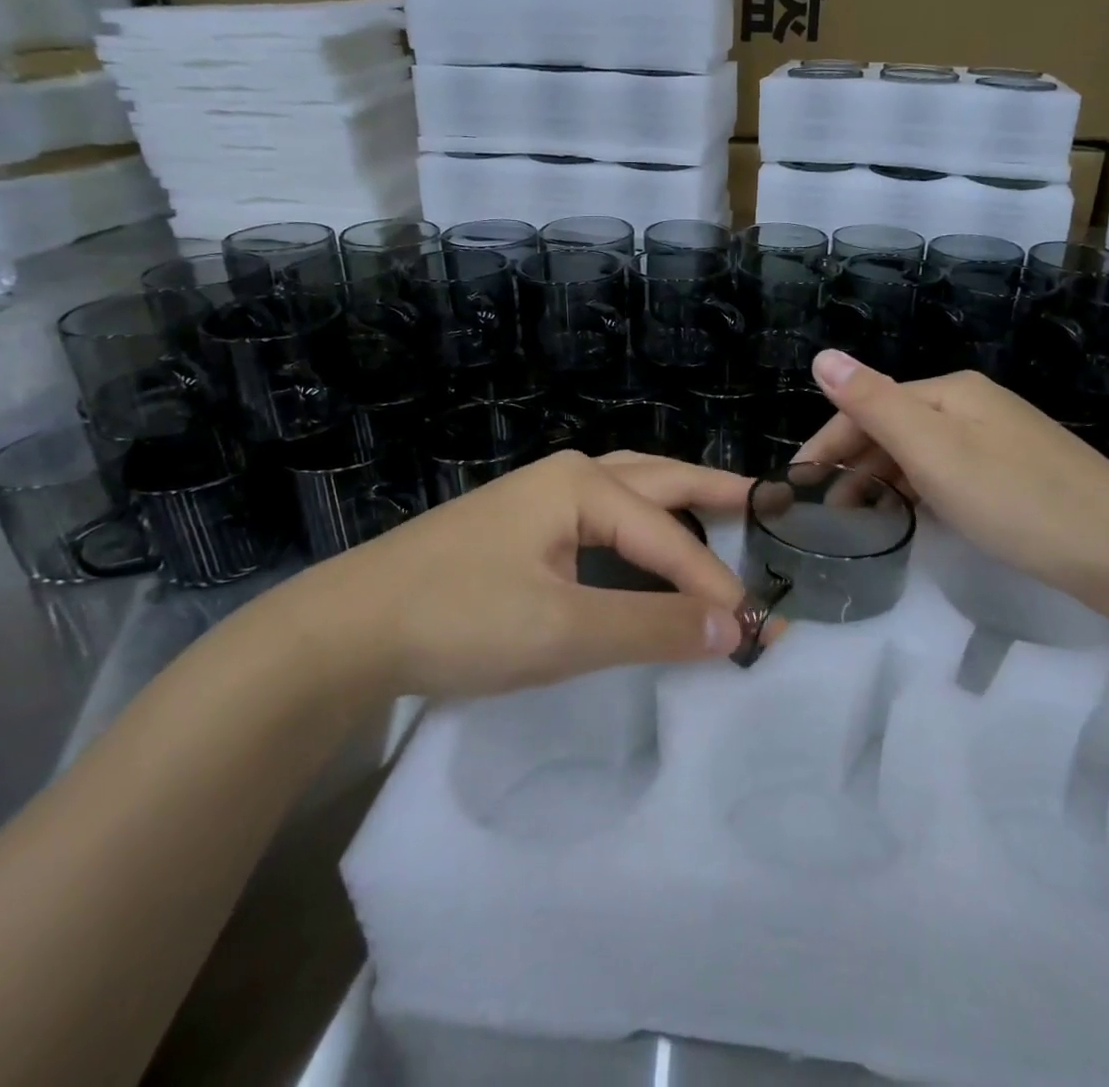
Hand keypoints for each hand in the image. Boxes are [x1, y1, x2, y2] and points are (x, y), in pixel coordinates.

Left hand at [288, 450, 752, 698]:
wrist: (343, 629)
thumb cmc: (459, 618)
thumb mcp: (563, 629)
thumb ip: (651, 626)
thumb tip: (732, 629)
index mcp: (583, 486)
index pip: (670, 538)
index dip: (716, 585)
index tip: (756, 631)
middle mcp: (566, 478)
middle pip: (659, 480)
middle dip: (714, 493)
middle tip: (765, 502)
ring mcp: (537, 499)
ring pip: (628, 491)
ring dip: (676, 502)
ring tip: (718, 510)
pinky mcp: (518, 528)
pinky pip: (600, 515)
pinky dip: (639, 524)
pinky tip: (642, 543)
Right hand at [794, 350, 1108, 599]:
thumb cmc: (1014, 498)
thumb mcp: (933, 450)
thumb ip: (874, 402)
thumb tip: (823, 355)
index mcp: (950, 392)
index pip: (868, 405)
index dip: (827, 442)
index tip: (797, 486)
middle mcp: (974, 405)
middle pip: (894, 426)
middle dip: (854, 463)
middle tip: (826, 513)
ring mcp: (1000, 438)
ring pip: (922, 452)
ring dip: (885, 480)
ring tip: (861, 521)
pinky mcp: (1018, 472)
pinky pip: (948, 473)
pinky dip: (920, 491)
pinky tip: (916, 518)